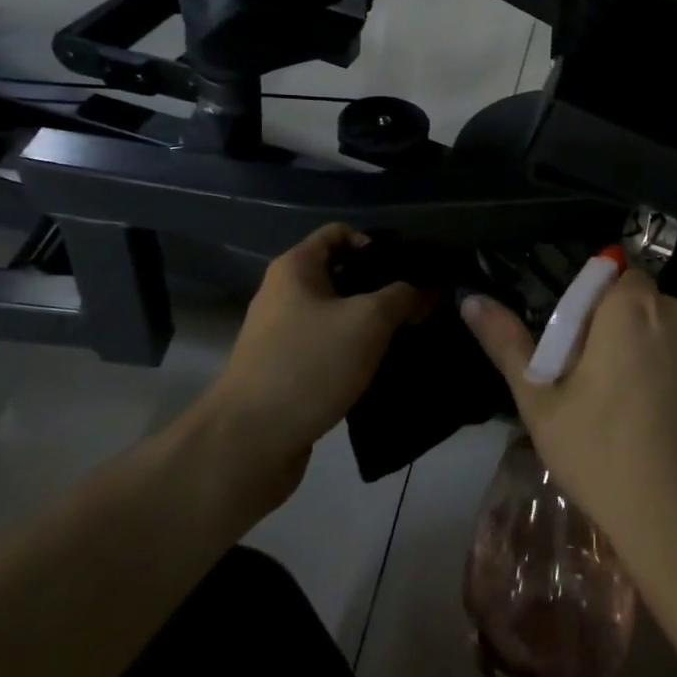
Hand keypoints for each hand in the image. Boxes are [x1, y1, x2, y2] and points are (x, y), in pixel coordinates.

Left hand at [195, 225, 427, 510]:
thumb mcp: (368, 321)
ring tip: (411, 336)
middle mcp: (285, 295)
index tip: (411, 268)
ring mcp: (283, 336)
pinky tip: (385, 368)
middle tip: (421, 304)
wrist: (251, 443)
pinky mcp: (289, 373)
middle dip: (382, 287)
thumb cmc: (309, 365)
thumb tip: (426, 290)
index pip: (339, 233)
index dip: (377, 243)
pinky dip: (357, 354)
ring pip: (339, 316)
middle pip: (342, 275)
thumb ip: (403, 297)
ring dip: (373, 325)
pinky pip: (330, 350)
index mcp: (295, 269)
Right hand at [460, 271, 676, 566]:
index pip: (616, 277)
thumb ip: (507, 343)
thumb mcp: (542, 404)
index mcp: (632, 308)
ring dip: (669, 353)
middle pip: (650, 305)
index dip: (598, 310)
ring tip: (655, 413)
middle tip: (614, 389)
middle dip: (633, 331)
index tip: (588, 353)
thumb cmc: (604, 459)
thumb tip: (471, 298)